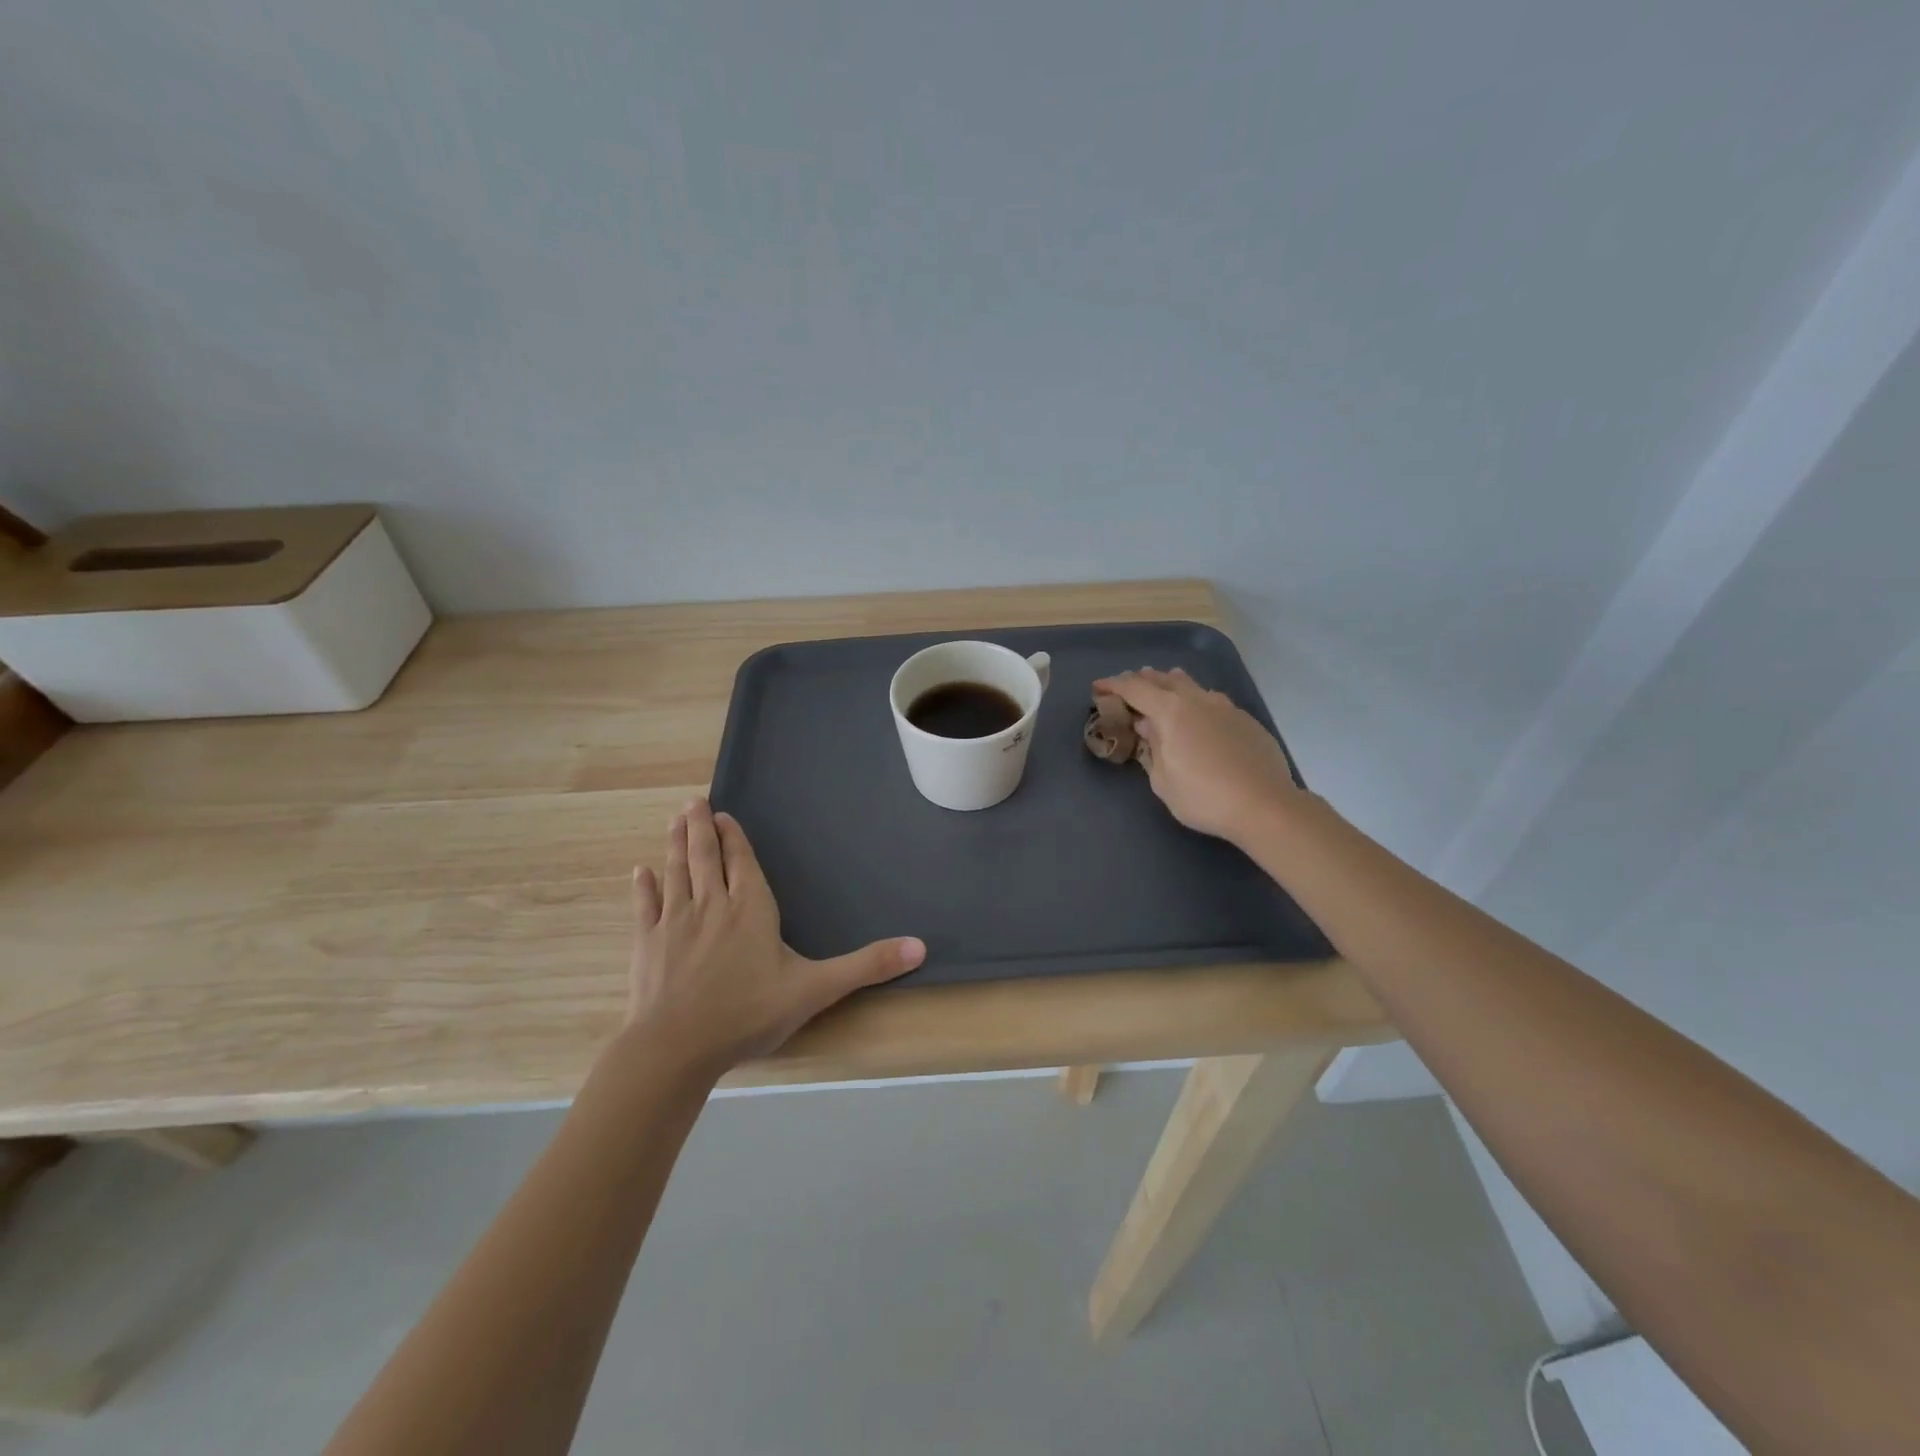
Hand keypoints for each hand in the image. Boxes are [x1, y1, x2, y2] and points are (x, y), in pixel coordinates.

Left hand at [622, 799, 925, 1074]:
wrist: (676, 1047)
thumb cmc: (749, 1013)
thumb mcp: (816, 989)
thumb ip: (866, 965)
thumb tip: (920, 946)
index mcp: (751, 908)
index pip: (741, 862)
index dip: (732, 837)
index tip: (721, 814)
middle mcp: (712, 904)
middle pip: (705, 856)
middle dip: (700, 828)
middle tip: (693, 801)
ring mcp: (675, 922)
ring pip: (677, 872)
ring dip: (675, 844)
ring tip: (674, 820)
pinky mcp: (647, 944)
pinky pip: (646, 907)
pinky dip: (643, 888)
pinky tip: (639, 872)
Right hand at [1091, 667, 1304, 844]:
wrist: (1264, 805)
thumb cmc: (1203, 797)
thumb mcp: (1162, 780)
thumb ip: (1152, 748)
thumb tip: (1147, 727)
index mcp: (1171, 711)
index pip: (1135, 689)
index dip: (1113, 685)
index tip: (1098, 687)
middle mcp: (1198, 700)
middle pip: (1164, 680)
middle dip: (1143, 680)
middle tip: (1128, 684)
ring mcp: (1226, 707)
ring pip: (1193, 686)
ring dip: (1172, 683)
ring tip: (1163, 685)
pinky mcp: (1245, 721)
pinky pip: (1213, 701)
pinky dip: (1196, 701)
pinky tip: (1198, 714)